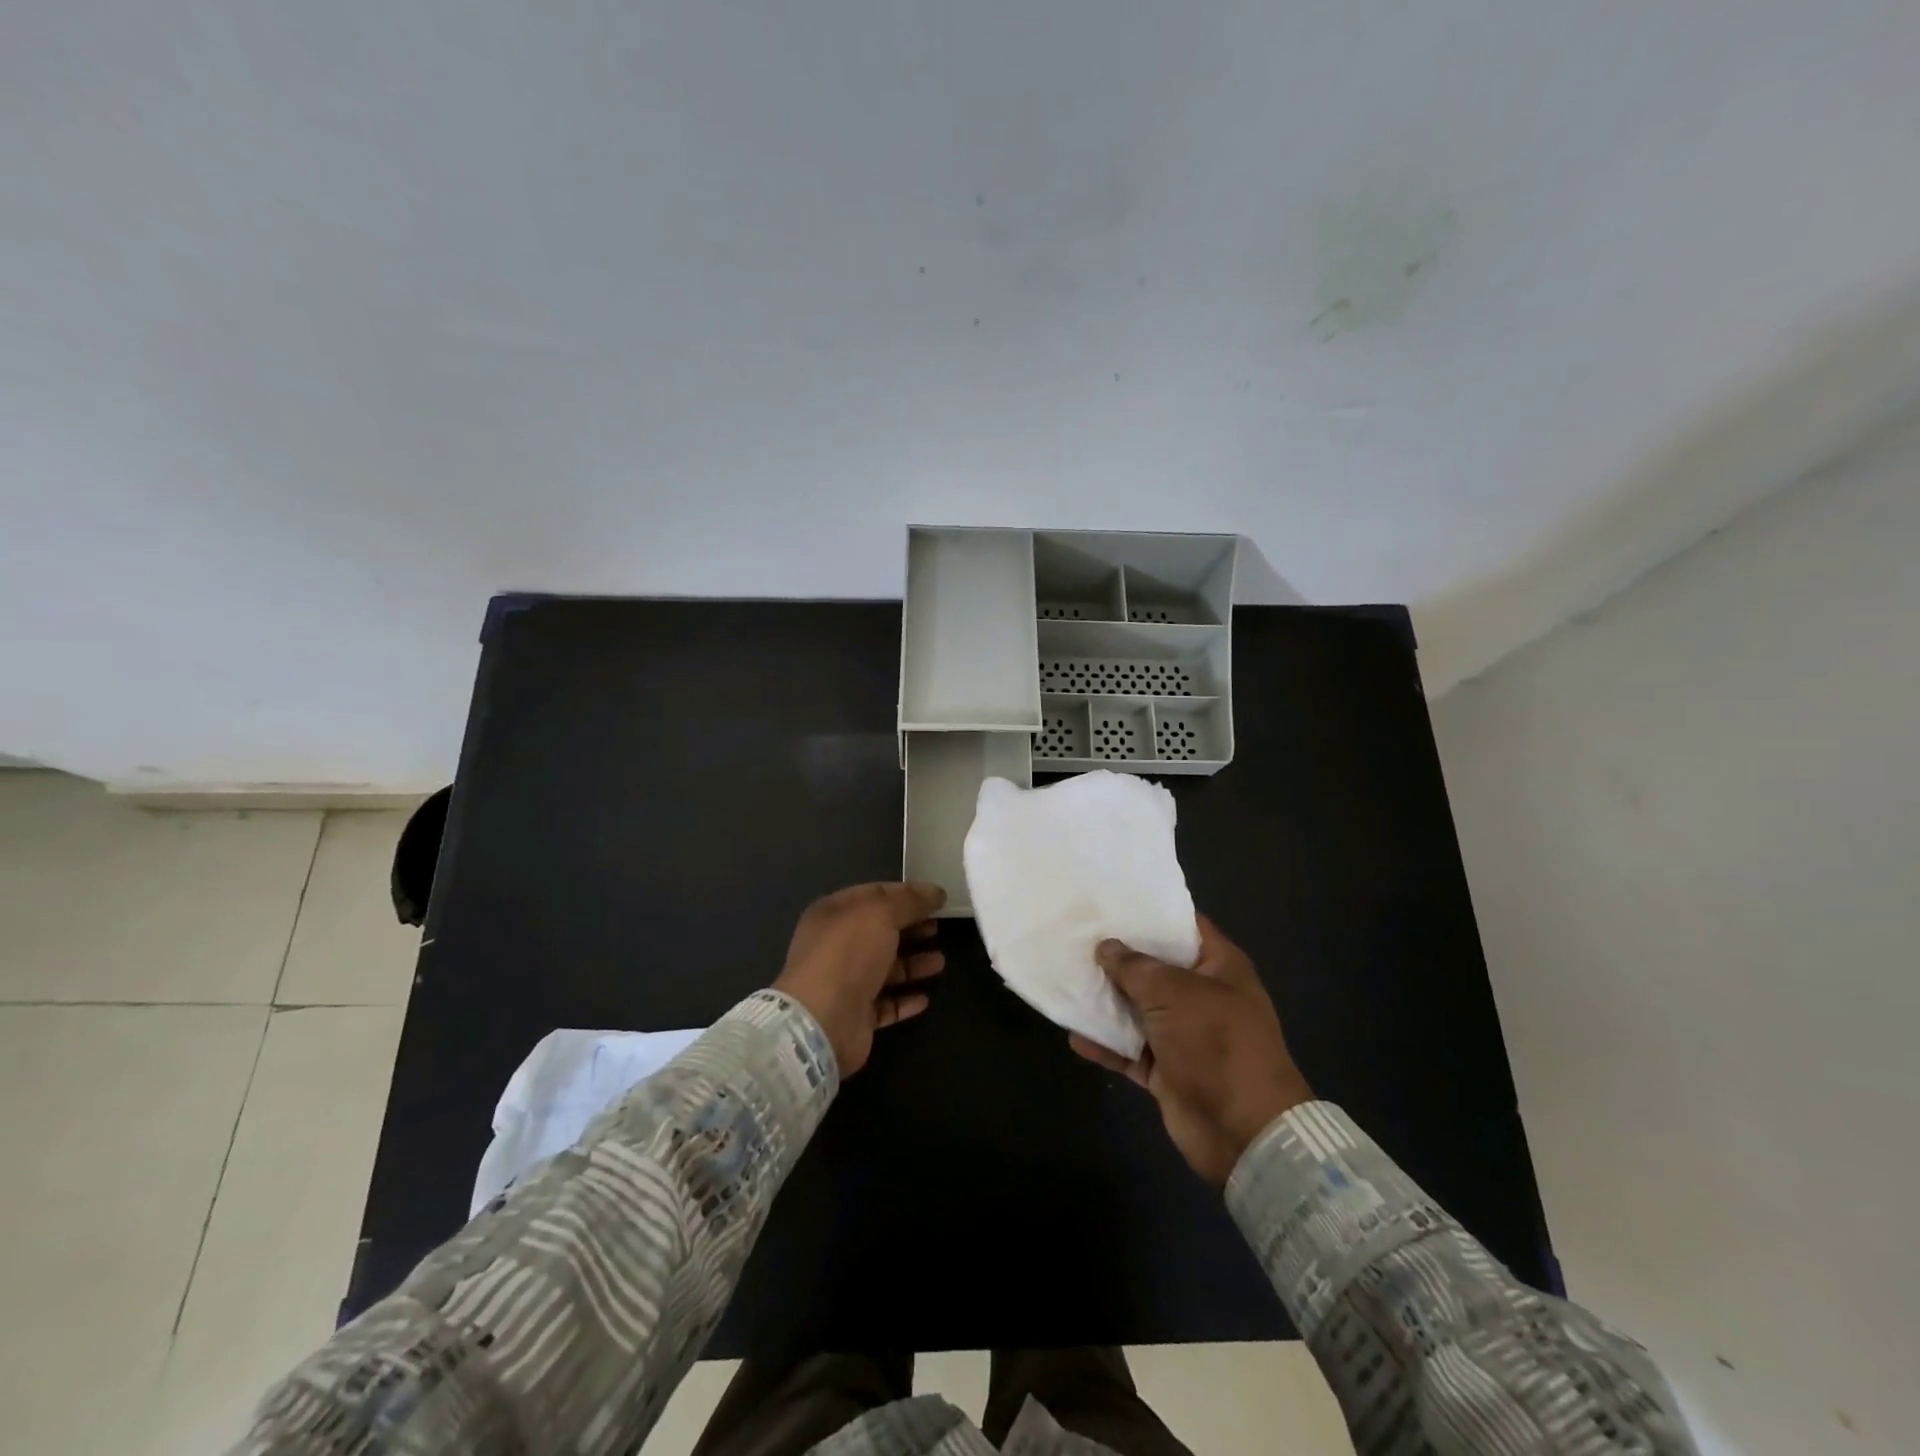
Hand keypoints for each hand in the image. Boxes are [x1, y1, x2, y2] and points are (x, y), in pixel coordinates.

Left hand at [773, 882, 946, 1076]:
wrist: (822, 1021)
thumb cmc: (849, 954)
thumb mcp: (881, 914)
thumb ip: (910, 901)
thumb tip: (936, 892)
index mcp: (833, 913)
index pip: (874, 894)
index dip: (906, 893)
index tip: (937, 898)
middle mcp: (835, 946)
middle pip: (880, 931)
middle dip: (911, 928)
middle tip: (939, 927)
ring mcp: (844, 982)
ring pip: (884, 968)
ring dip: (912, 964)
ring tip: (939, 962)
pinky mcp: (854, 1016)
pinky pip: (884, 1004)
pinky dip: (904, 1000)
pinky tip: (925, 998)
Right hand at [1070, 915, 1311, 1185]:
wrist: (1244, 1132)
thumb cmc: (1216, 1043)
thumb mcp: (1174, 993)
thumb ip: (1135, 967)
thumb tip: (1106, 946)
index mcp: (1218, 966)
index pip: (1182, 925)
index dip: (1148, 911)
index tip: (1108, 900)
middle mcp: (1201, 995)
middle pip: (1154, 967)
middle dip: (1116, 955)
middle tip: (1074, 935)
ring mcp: (1184, 1034)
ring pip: (1137, 1009)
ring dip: (1106, 1000)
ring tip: (1065, 979)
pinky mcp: (1167, 1070)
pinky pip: (1129, 1050)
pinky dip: (1105, 1045)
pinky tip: (1073, 1034)